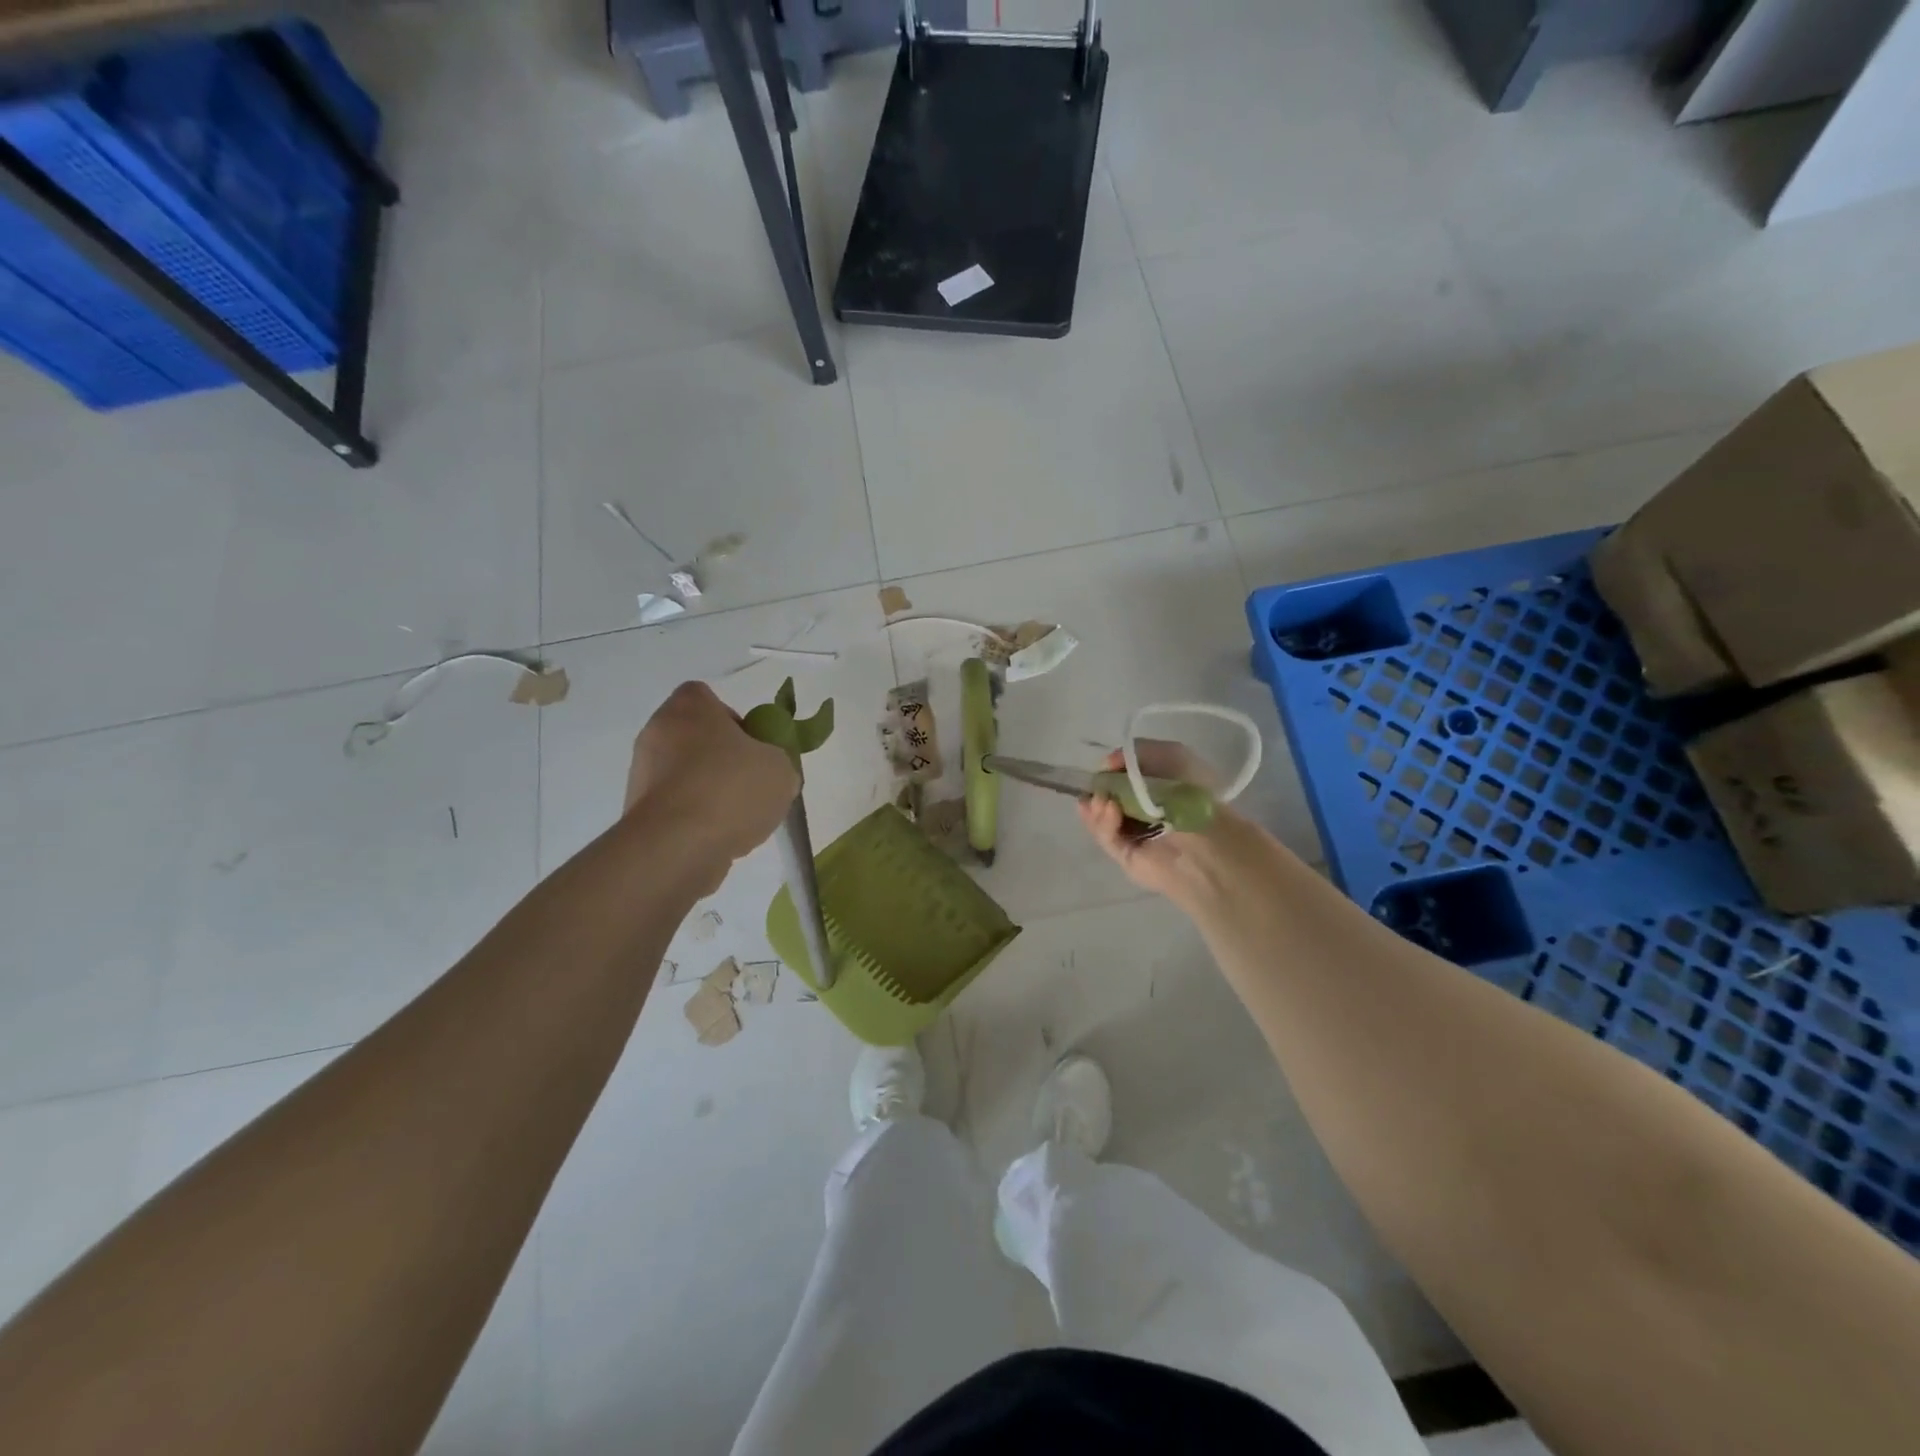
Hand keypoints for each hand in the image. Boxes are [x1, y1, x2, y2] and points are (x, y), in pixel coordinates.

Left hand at [624, 682, 798, 885]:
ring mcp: (641, 773)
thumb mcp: (781, 769)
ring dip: (708, 790)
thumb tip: (769, 772)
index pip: (706, 697)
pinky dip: (694, 818)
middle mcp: (656, 732)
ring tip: (738, 818)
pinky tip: (717, 838)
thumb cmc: (730, 789)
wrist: (677, 846)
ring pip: (684, 774)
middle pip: (695, 737)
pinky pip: (675, 806)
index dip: (733, 719)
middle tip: (751, 782)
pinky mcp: (637, 811)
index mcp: (688, 708)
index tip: (753, 747)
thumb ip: (778, 762)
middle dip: (722, 758)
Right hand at [1076, 740, 1233, 905]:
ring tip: (1103, 801)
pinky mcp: (1125, 856)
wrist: (1206, 839)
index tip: (1103, 767)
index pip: (1119, 778)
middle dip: (1096, 790)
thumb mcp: (1172, 754)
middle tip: (1094, 787)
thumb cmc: (1193, 793)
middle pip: (1104, 797)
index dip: (1106, 772)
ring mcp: (1132, 835)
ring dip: (1096, 806)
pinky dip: (1103, 822)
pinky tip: (1109, 810)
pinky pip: (1106, 837)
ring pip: (1099, 818)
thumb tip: (1107, 764)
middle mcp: (1142, 810)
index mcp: (1156, 788)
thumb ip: (1137, 752)